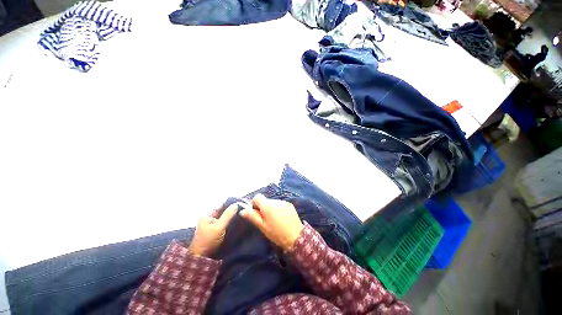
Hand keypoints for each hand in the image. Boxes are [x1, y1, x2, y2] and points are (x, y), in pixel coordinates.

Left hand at [188, 204, 237, 256]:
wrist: (201, 259)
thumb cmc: (208, 241)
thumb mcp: (219, 227)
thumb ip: (227, 215)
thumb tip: (235, 204)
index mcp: (206, 216)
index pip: (219, 206)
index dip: (229, 204)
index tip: (239, 202)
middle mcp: (207, 220)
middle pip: (221, 212)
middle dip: (230, 211)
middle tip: (242, 208)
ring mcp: (210, 227)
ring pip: (223, 218)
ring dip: (230, 217)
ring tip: (241, 214)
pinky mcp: (214, 233)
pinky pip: (223, 224)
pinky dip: (228, 223)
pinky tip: (235, 222)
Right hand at [239, 194, 303, 250]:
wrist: (296, 237)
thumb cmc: (277, 234)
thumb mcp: (263, 227)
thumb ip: (253, 217)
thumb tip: (243, 210)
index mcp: (268, 206)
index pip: (258, 197)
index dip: (255, 203)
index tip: (256, 213)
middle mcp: (276, 201)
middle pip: (265, 200)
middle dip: (263, 207)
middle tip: (265, 219)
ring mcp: (284, 202)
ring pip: (273, 202)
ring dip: (271, 208)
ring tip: (274, 220)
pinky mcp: (289, 204)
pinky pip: (280, 204)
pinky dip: (278, 208)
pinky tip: (281, 218)